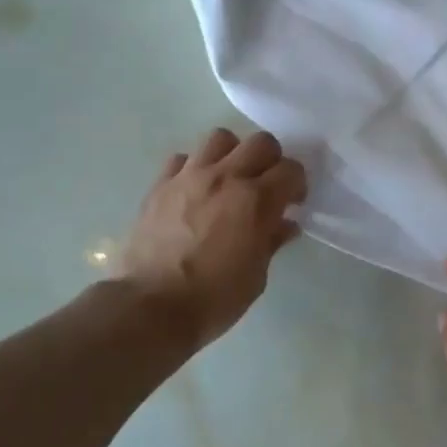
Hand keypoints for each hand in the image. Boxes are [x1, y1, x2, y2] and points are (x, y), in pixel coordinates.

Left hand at [119, 128, 307, 349]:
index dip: (297, 184)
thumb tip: (284, 224)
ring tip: (230, 178)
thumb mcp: (256, 276)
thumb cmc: (213, 298)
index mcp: (256, 200)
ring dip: (232, 154)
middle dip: (271, 160)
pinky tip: (195, 190)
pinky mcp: (160, 185)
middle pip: (261, 142)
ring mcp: (189, 177)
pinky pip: (182, 159)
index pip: (291, 170)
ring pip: (220, 138)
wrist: (149, 308)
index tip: (293, 202)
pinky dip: (194, 168)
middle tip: (266, 185)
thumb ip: (271, 241)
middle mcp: (226, 177)